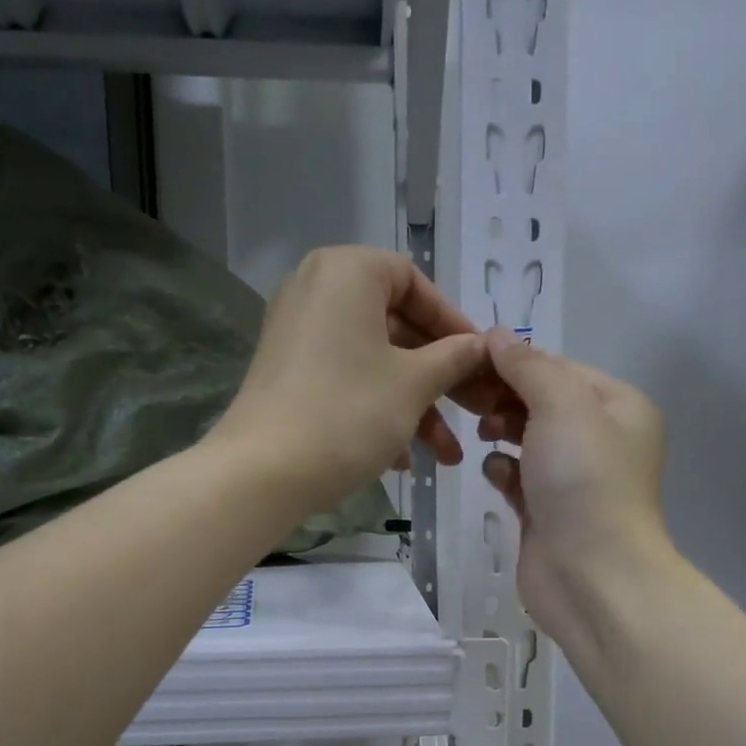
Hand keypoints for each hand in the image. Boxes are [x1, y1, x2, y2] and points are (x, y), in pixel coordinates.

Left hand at [212, 247, 491, 512]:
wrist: (263, 472)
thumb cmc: (348, 413)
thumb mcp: (414, 385)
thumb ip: (454, 358)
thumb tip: (481, 346)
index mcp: (347, 273)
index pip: (415, 282)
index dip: (453, 325)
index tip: (479, 362)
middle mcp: (317, 291)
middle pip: (396, 328)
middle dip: (439, 379)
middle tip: (475, 412)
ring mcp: (297, 335)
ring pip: (374, 362)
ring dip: (415, 407)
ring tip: (445, 456)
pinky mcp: (288, 375)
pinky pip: (346, 381)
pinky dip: (377, 412)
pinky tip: (401, 461)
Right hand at [476, 334, 672, 633]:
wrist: (592, 576)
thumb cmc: (584, 481)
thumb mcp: (563, 405)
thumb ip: (529, 367)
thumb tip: (497, 336)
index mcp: (619, 407)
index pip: (560, 368)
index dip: (516, 361)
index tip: (469, 359)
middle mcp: (600, 439)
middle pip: (542, 402)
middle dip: (505, 396)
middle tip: (465, 396)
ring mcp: (572, 479)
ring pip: (527, 439)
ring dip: (501, 431)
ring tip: (480, 432)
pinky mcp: (546, 512)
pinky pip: (518, 477)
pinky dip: (503, 470)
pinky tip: (496, 473)